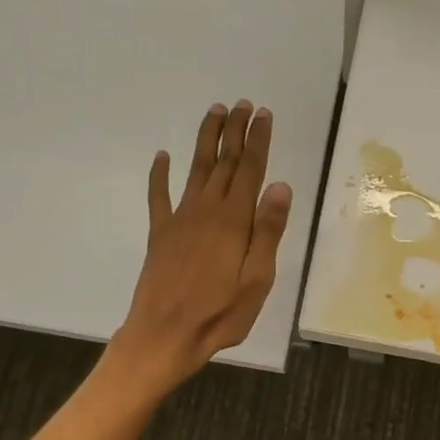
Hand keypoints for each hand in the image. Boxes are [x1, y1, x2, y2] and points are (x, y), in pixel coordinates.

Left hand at [110, 100, 292, 393]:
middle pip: (223, 162)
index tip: (263, 115)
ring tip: (214, 113)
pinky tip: (161, 158)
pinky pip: (158, 197)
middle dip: (234, 131)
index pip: (250, 171)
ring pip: (195, 170)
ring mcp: (179, 220)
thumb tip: (280, 186)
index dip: (257, 141)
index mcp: (233, 221)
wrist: (164, 335)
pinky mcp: (160, 234)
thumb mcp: (256, 280)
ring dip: (205, 141)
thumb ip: (267, 232)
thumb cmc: (219, 314)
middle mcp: (205, 211)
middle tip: (243, 104)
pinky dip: (159, 175)